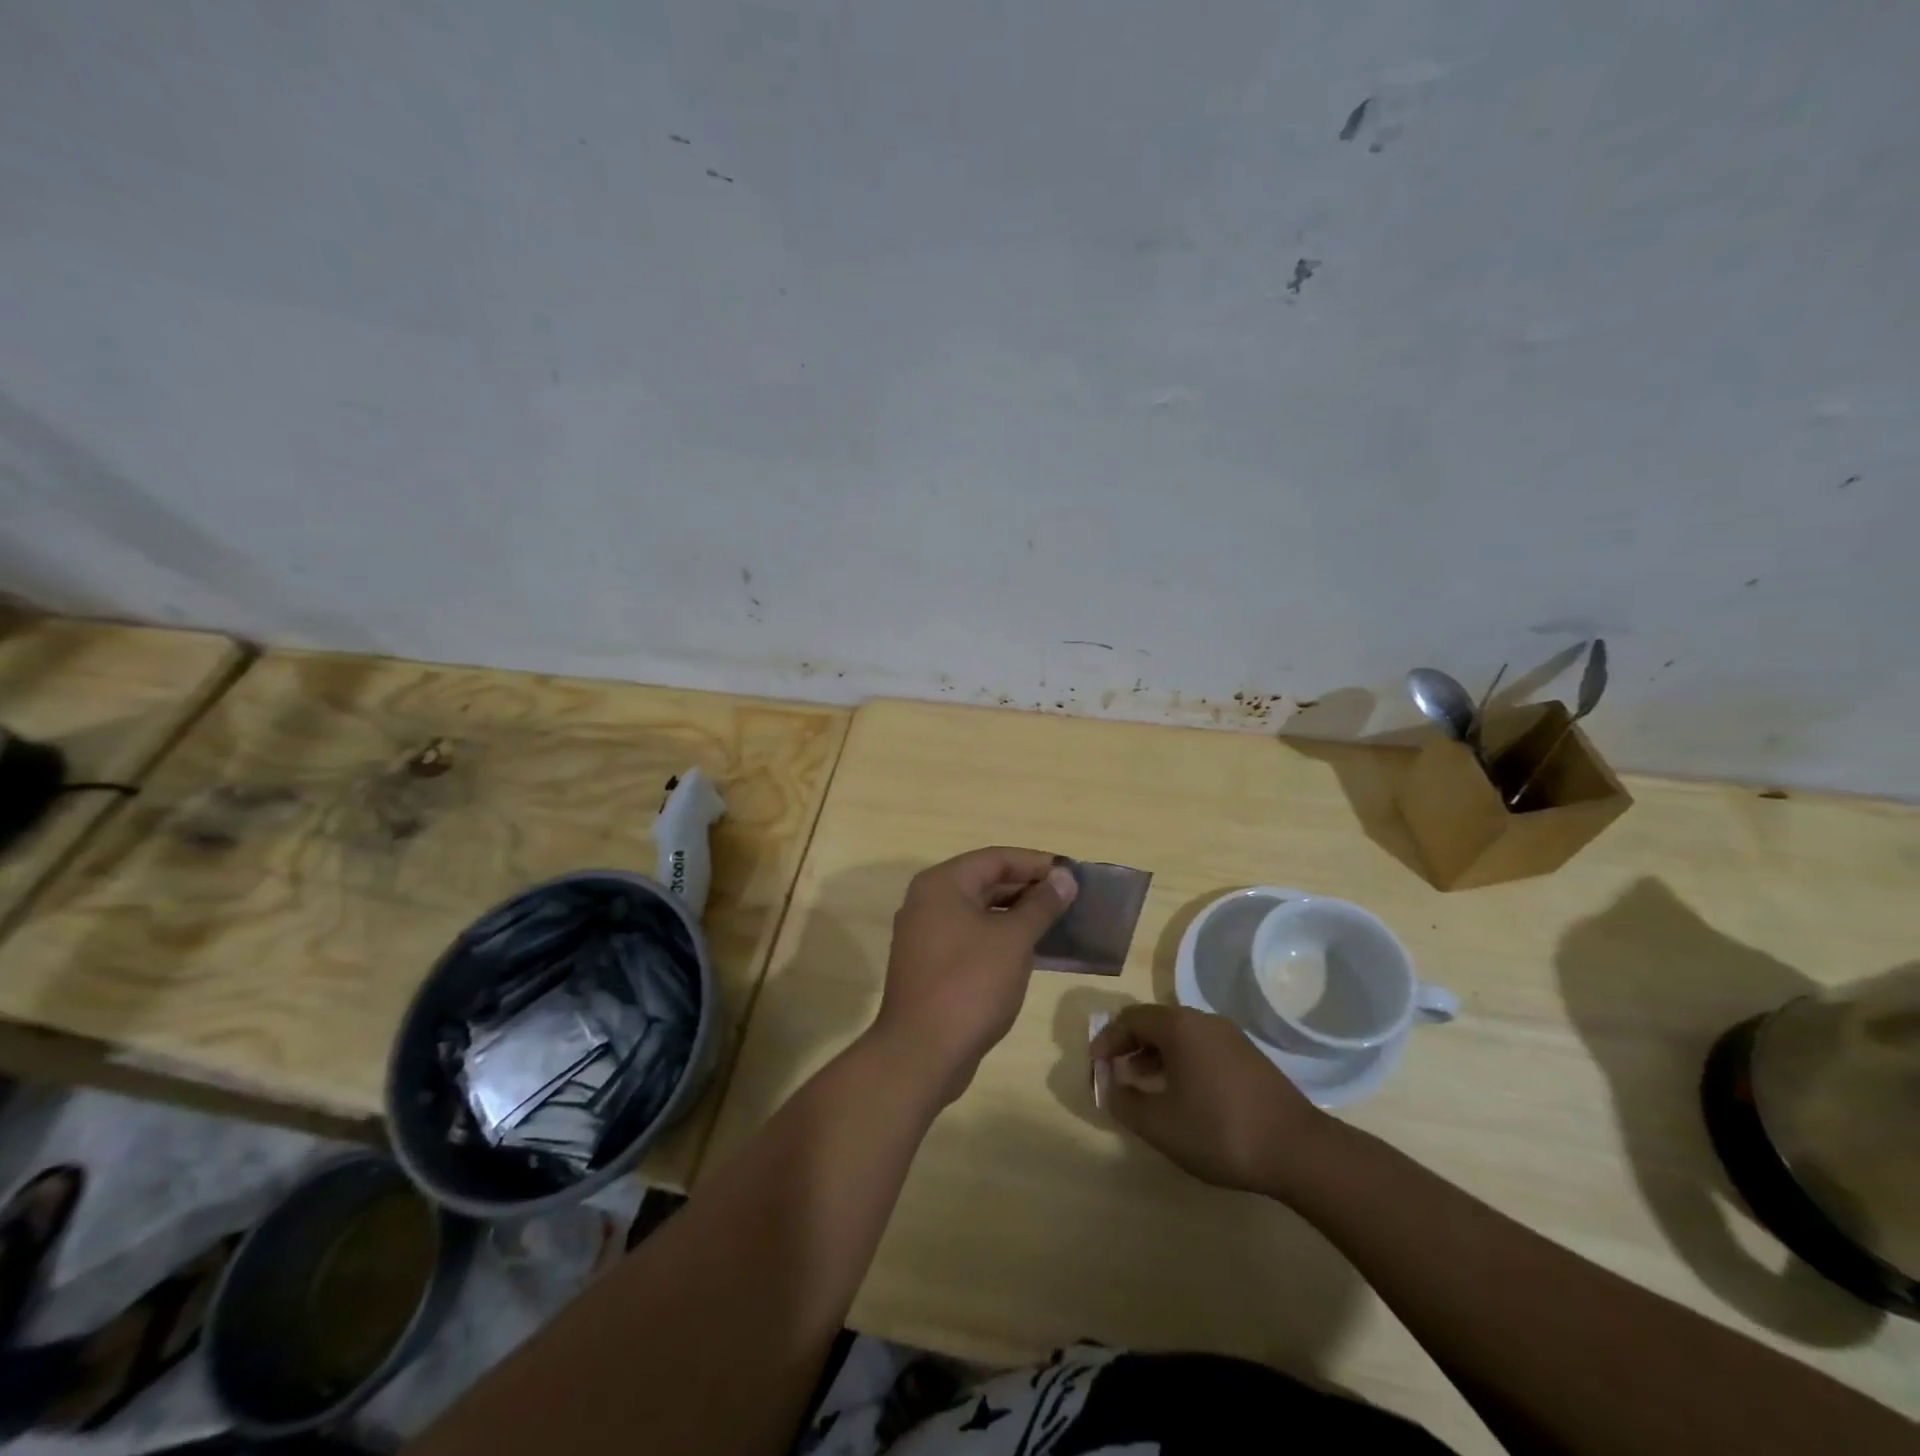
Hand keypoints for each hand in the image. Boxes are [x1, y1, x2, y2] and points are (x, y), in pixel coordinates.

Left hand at [874, 847, 1076, 1103]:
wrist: (922, 1052)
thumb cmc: (970, 984)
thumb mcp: (1013, 940)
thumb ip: (1041, 904)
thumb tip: (1064, 877)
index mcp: (942, 884)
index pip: (995, 858)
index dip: (1036, 863)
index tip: (1071, 873)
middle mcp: (928, 902)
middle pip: (985, 882)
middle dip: (1028, 888)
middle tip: (1070, 898)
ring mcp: (926, 936)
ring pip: (979, 913)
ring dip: (1017, 915)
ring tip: (1058, 923)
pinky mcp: (931, 966)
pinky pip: (972, 938)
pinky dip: (1001, 939)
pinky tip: (1033, 952)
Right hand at [1090, 1004, 1334, 1197]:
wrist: (1298, 1150)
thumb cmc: (1219, 1131)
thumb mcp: (1160, 1124)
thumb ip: (1125, 1102)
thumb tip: (1109, 1087)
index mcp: (1178, 1026)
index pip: (1130, 1018)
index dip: (1107, 1040)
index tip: (1095, 1065)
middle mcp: (1203, 1021)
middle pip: (1155, 1022)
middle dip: (1130, 1046)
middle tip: (1115, 1072)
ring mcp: (1230, 1037)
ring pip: (1180, 1036)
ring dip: (1155, 1055)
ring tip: (1143, 1085)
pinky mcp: (1248, 1057)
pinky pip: (1201, 1048)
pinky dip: (1180, 1062)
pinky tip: (1181, 1094)